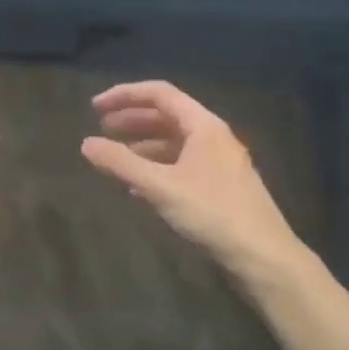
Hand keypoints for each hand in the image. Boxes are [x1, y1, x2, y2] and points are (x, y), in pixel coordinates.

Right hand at [82, 81, 298, 278]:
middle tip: (101, 129)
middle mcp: (213, 136)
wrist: (262, 255)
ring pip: (174, 142)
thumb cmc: (212, 212)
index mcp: (203, 126)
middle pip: (166, 116)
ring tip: (115, 158)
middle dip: (131, 119)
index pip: (159, 93)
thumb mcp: (160, 186)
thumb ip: (121, 163)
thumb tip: (86, 143)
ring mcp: (218, 161)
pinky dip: (156, 167)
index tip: (95, 107)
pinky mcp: (219, 185)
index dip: (124, 95)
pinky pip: (181, 164)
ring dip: (142, 145)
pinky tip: (138, 187)